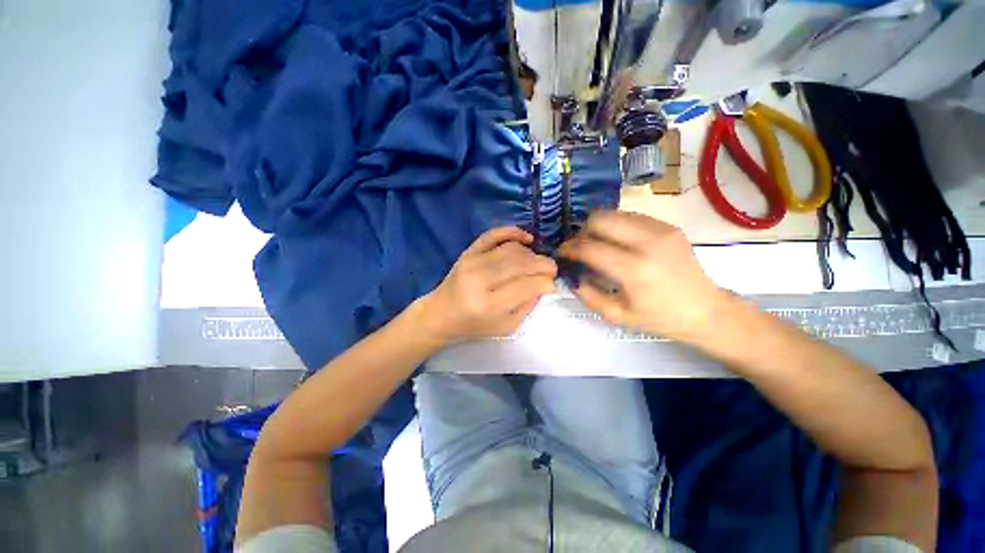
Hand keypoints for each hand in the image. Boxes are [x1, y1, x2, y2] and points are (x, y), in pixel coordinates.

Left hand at [419, 227, 556, 343]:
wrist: (441, 314)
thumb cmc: (474, 325)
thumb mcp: (505, 326)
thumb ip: (527, 306)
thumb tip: (545, 285)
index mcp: (489, 304)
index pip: (527, 285)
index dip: (545, 282)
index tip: (553, 283)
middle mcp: (479, 280)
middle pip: (520, 263)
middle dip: (543, 264)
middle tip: (551, 270)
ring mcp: (472, 262)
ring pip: (511, 249)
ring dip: (531, 254)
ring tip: (536, 263)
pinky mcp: (468, 251)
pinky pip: (493, 234)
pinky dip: (512, 232)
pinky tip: (527, 238)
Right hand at [558, 211, 725, 341]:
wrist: (707, 311)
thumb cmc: (660, 318)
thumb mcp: (617, 315)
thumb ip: (587, 295)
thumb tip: (570, 276)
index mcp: (634, 269)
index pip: (589, 247)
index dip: (569, 248)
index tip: (561, 253)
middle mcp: (647, 242)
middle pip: (600, 219)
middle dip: (582, 231)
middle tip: (579, 247)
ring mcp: (661, 230)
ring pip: (615, 213)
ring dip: (598, 226)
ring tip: (596, 243)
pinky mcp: (668, 226)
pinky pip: (631, 217)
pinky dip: (616, 226)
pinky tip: (617, 242)